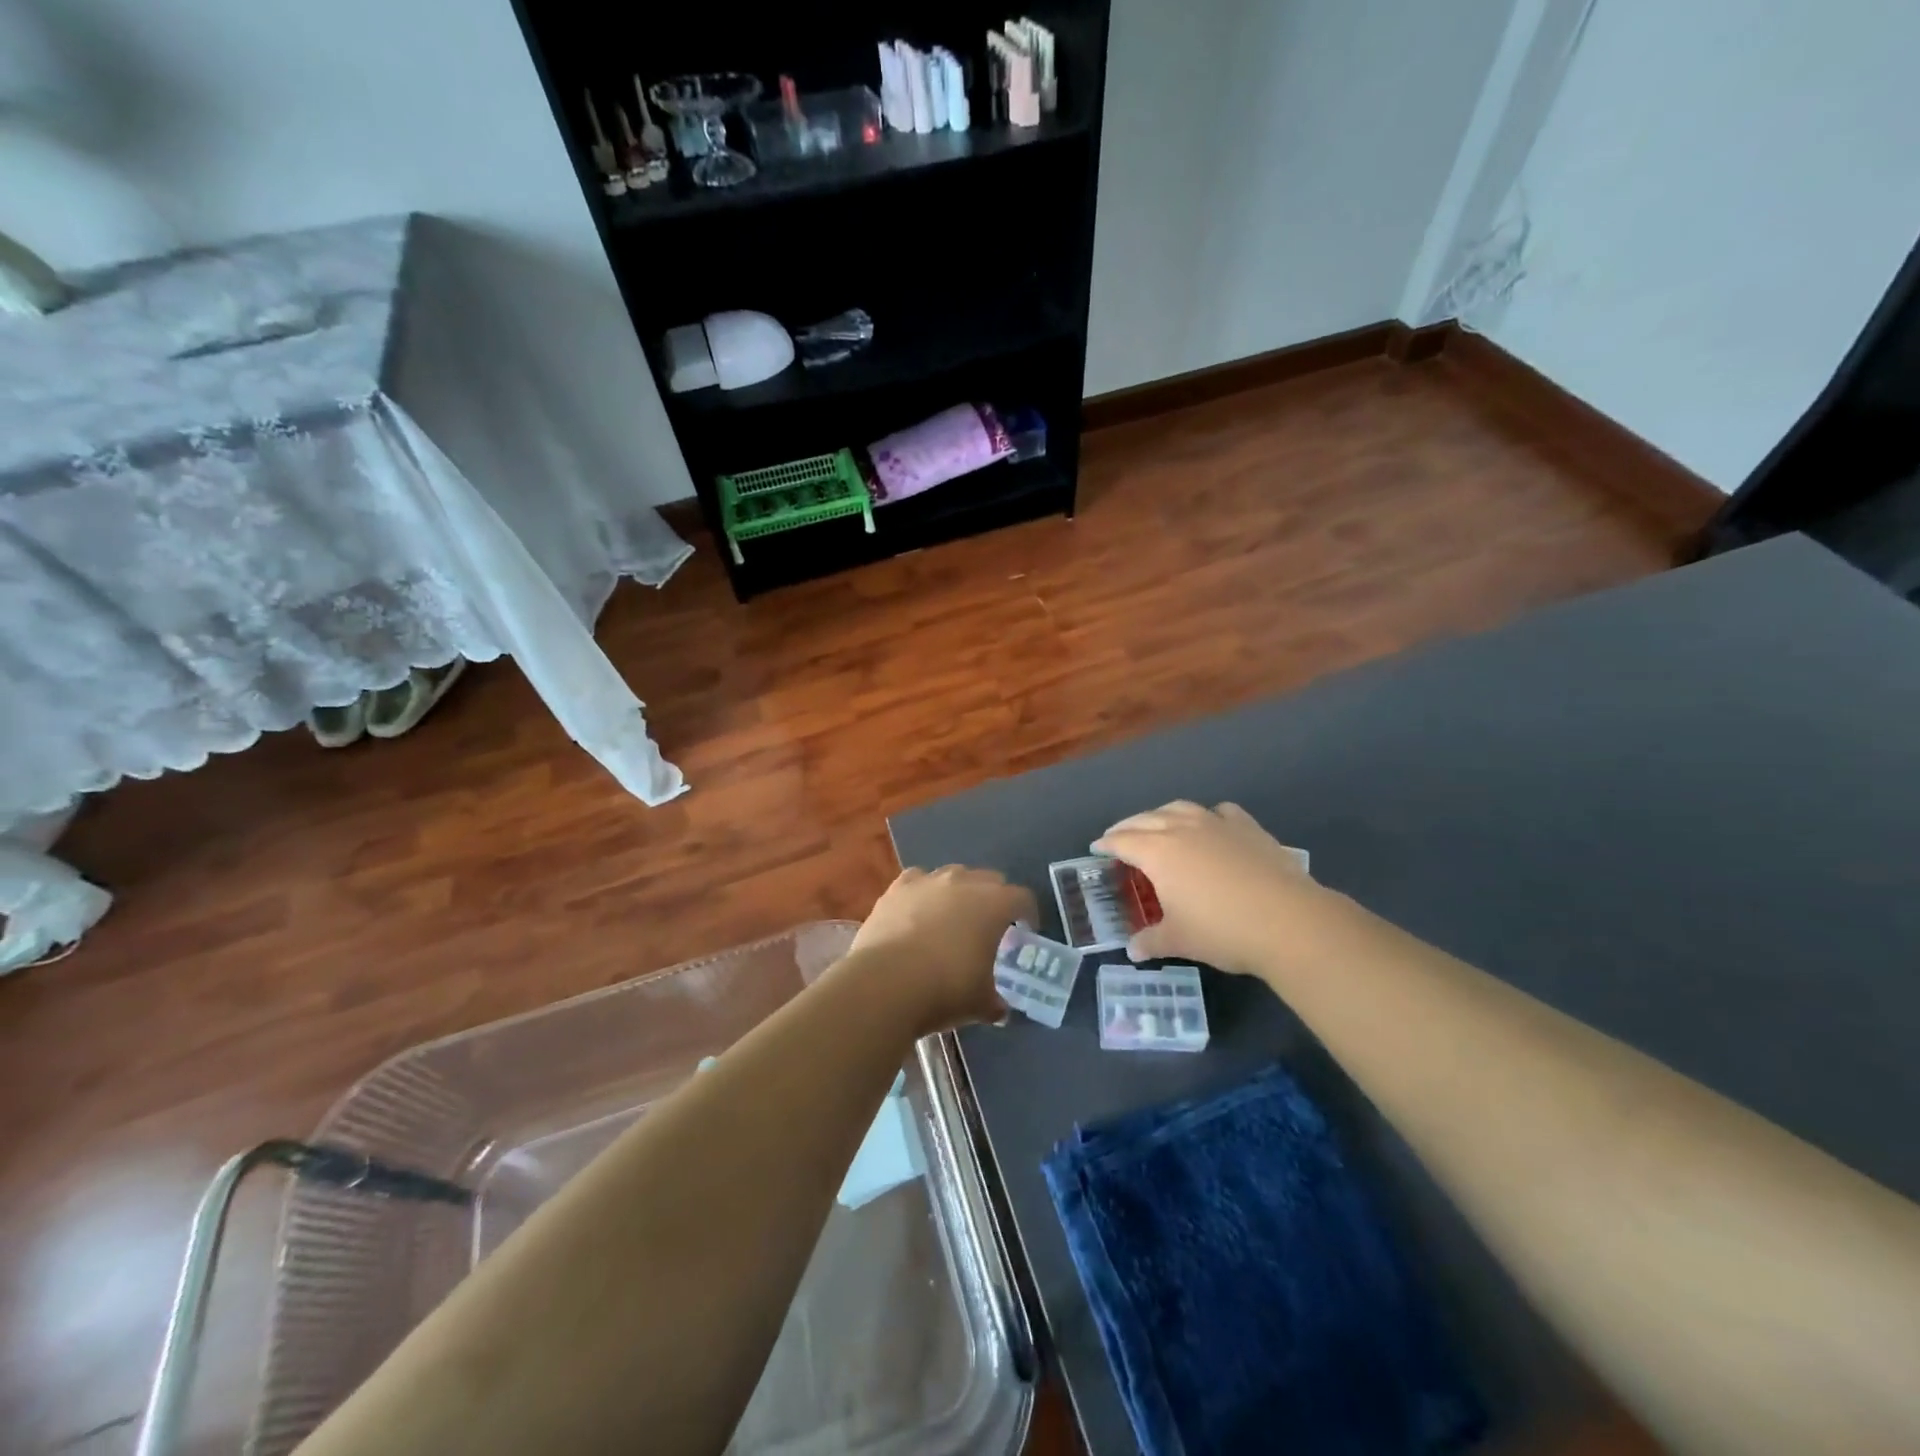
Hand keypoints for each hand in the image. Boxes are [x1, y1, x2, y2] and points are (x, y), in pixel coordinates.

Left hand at [841, 866, 1037, 1034]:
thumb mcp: (980, 1003)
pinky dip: (923, 893)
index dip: (1028, 914)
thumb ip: (995, 1002)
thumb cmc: (944, 989)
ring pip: (953, 875)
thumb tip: (998, 1009)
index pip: (1023, 898)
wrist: (885, 983)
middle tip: (990, 927)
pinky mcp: (897, 888)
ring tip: (952, 918)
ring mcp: (928, 881)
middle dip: (994, 899)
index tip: (1026, 932)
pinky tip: (917, 911)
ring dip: (959, 892)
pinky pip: (918, 881)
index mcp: (994, 904)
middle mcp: (964, 882)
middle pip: (989, 880)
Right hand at [1095, 801, 1319, 976]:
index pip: (1123, 841)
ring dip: (1162, 814)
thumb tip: (1132, 951)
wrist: (1287, 920)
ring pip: (1180, 808)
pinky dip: (1207, 815)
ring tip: (1158, 824)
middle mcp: (1182, 829)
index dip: (1107, 843)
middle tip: (1119, 836)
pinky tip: (1211, 824)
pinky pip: (1220, 812)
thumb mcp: (1179, 940)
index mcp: (1158, 852)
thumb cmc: (1221, 930)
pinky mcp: (1248, 828)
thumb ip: (1152, 941)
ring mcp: (1217, 824)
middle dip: (1128, 826)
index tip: (1097, 847)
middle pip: (1146, 819)